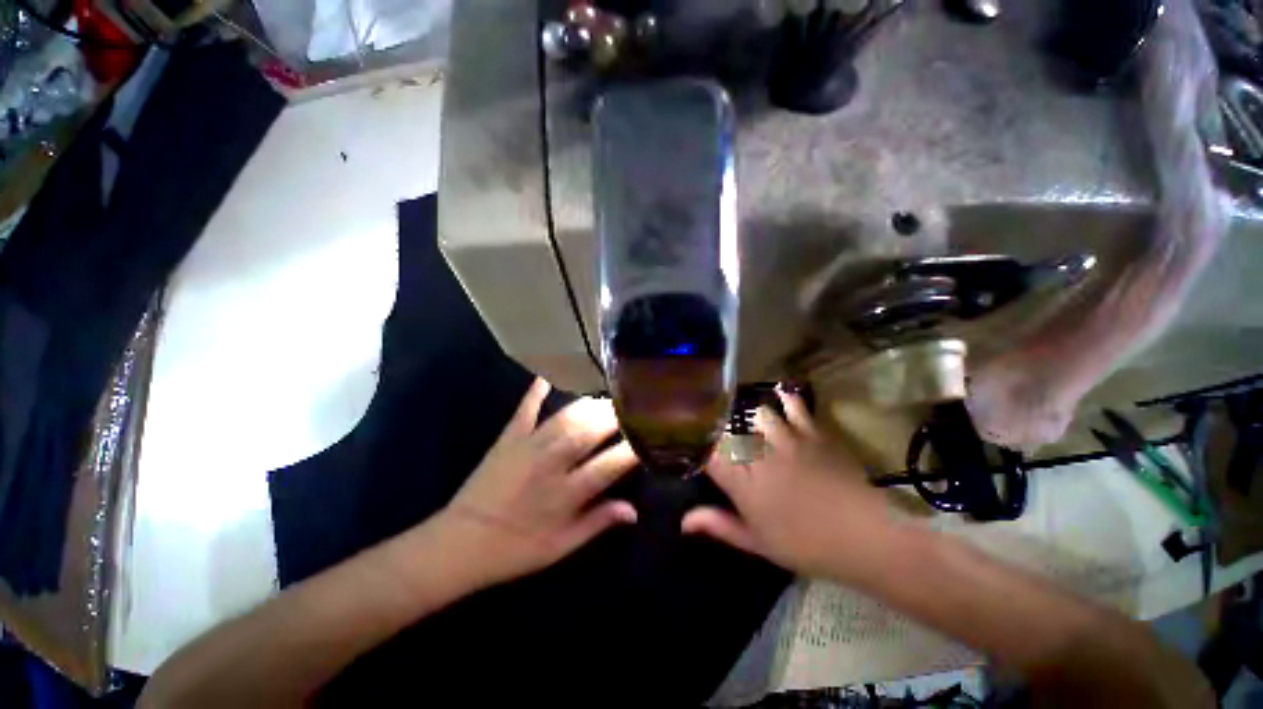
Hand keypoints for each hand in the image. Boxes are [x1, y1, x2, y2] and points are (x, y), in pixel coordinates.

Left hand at [437, 378, 638, 587]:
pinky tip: (546, 376)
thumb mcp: (561, 547)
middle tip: (632, 407)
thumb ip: (598, 523)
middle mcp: (550, 465)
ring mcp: (527, 447)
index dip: (632, 448)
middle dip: (614, 417)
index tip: (650, 437)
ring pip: (565, 418)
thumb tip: (634, 510)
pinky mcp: (507, 439)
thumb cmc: (515, 550)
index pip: (609, 464)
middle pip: (589, 432)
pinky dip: (535, 393)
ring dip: (589, 406)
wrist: (459, 544)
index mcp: (565, 494)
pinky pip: (524, 411)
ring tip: (606, 399)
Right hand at [682, 390, 896, 579]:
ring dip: (756, 423)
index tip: (707, 459)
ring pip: (760, 417)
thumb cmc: (805, 545)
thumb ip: (719, 525)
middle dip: (730, 440)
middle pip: (733, 434)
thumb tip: (683, 521)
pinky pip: (795, 407)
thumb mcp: (757, 542)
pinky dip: (787, 399)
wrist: (863, 537)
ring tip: (760, 431)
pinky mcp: (812, 433)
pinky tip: (782, 395)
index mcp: (743, 484)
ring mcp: (786, 440)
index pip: (711, 456)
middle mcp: (759, 455)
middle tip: (737, 451)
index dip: (705, 453)